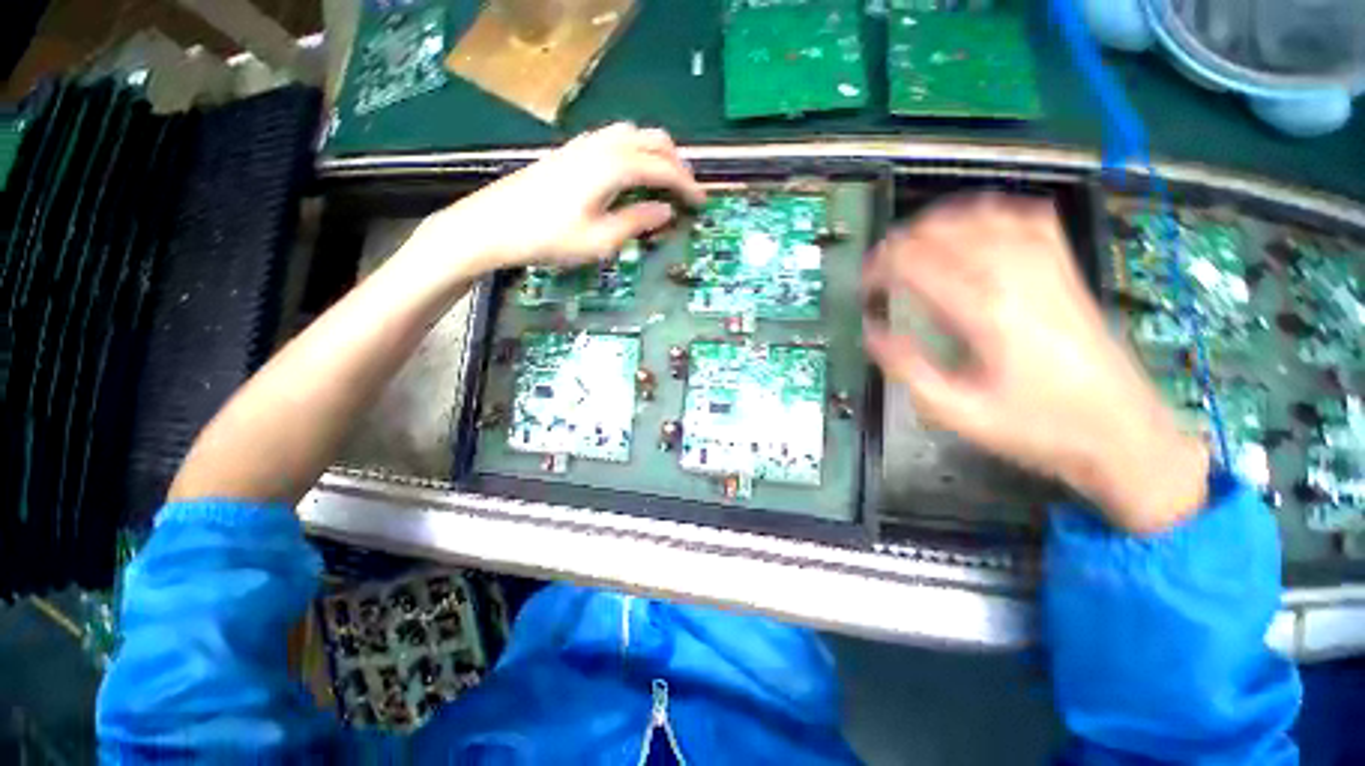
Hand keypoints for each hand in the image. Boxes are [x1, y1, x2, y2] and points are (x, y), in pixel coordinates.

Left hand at [411, 123, 704, 275]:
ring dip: (655, 152)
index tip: (702, 203)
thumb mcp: (600, 240)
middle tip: (687, 190)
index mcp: (613, 167)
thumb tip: (666, 211)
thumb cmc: (549, 237)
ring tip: (664, 179)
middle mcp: (602, 146)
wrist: (494, 224)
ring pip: (632, 134)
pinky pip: (614, 139)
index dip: (686, 185)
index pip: (662, 168)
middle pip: (652, 140)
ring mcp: (584, 144)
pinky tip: (631, 173)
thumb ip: (637, 222)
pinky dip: (635, 151)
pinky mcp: (571, 151)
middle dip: (676, 162)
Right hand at [863, 194, 1207, 533]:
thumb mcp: (959, 412)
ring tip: (915, 240)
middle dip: (903, 242)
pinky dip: (995, 214)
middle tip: (880, 265)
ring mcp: (1048, 269)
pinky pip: (1030, 220)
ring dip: (942, 222)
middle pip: (949, 232)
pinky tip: (979, 225)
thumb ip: (908, 369)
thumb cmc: (1038, 427)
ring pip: (986, 217)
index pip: (918, 265)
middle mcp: (1016, 278)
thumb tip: (873, 334)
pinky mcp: (1067, 272)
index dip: (881, 268)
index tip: (863, 286)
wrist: (1123, 434)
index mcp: (985, 312)